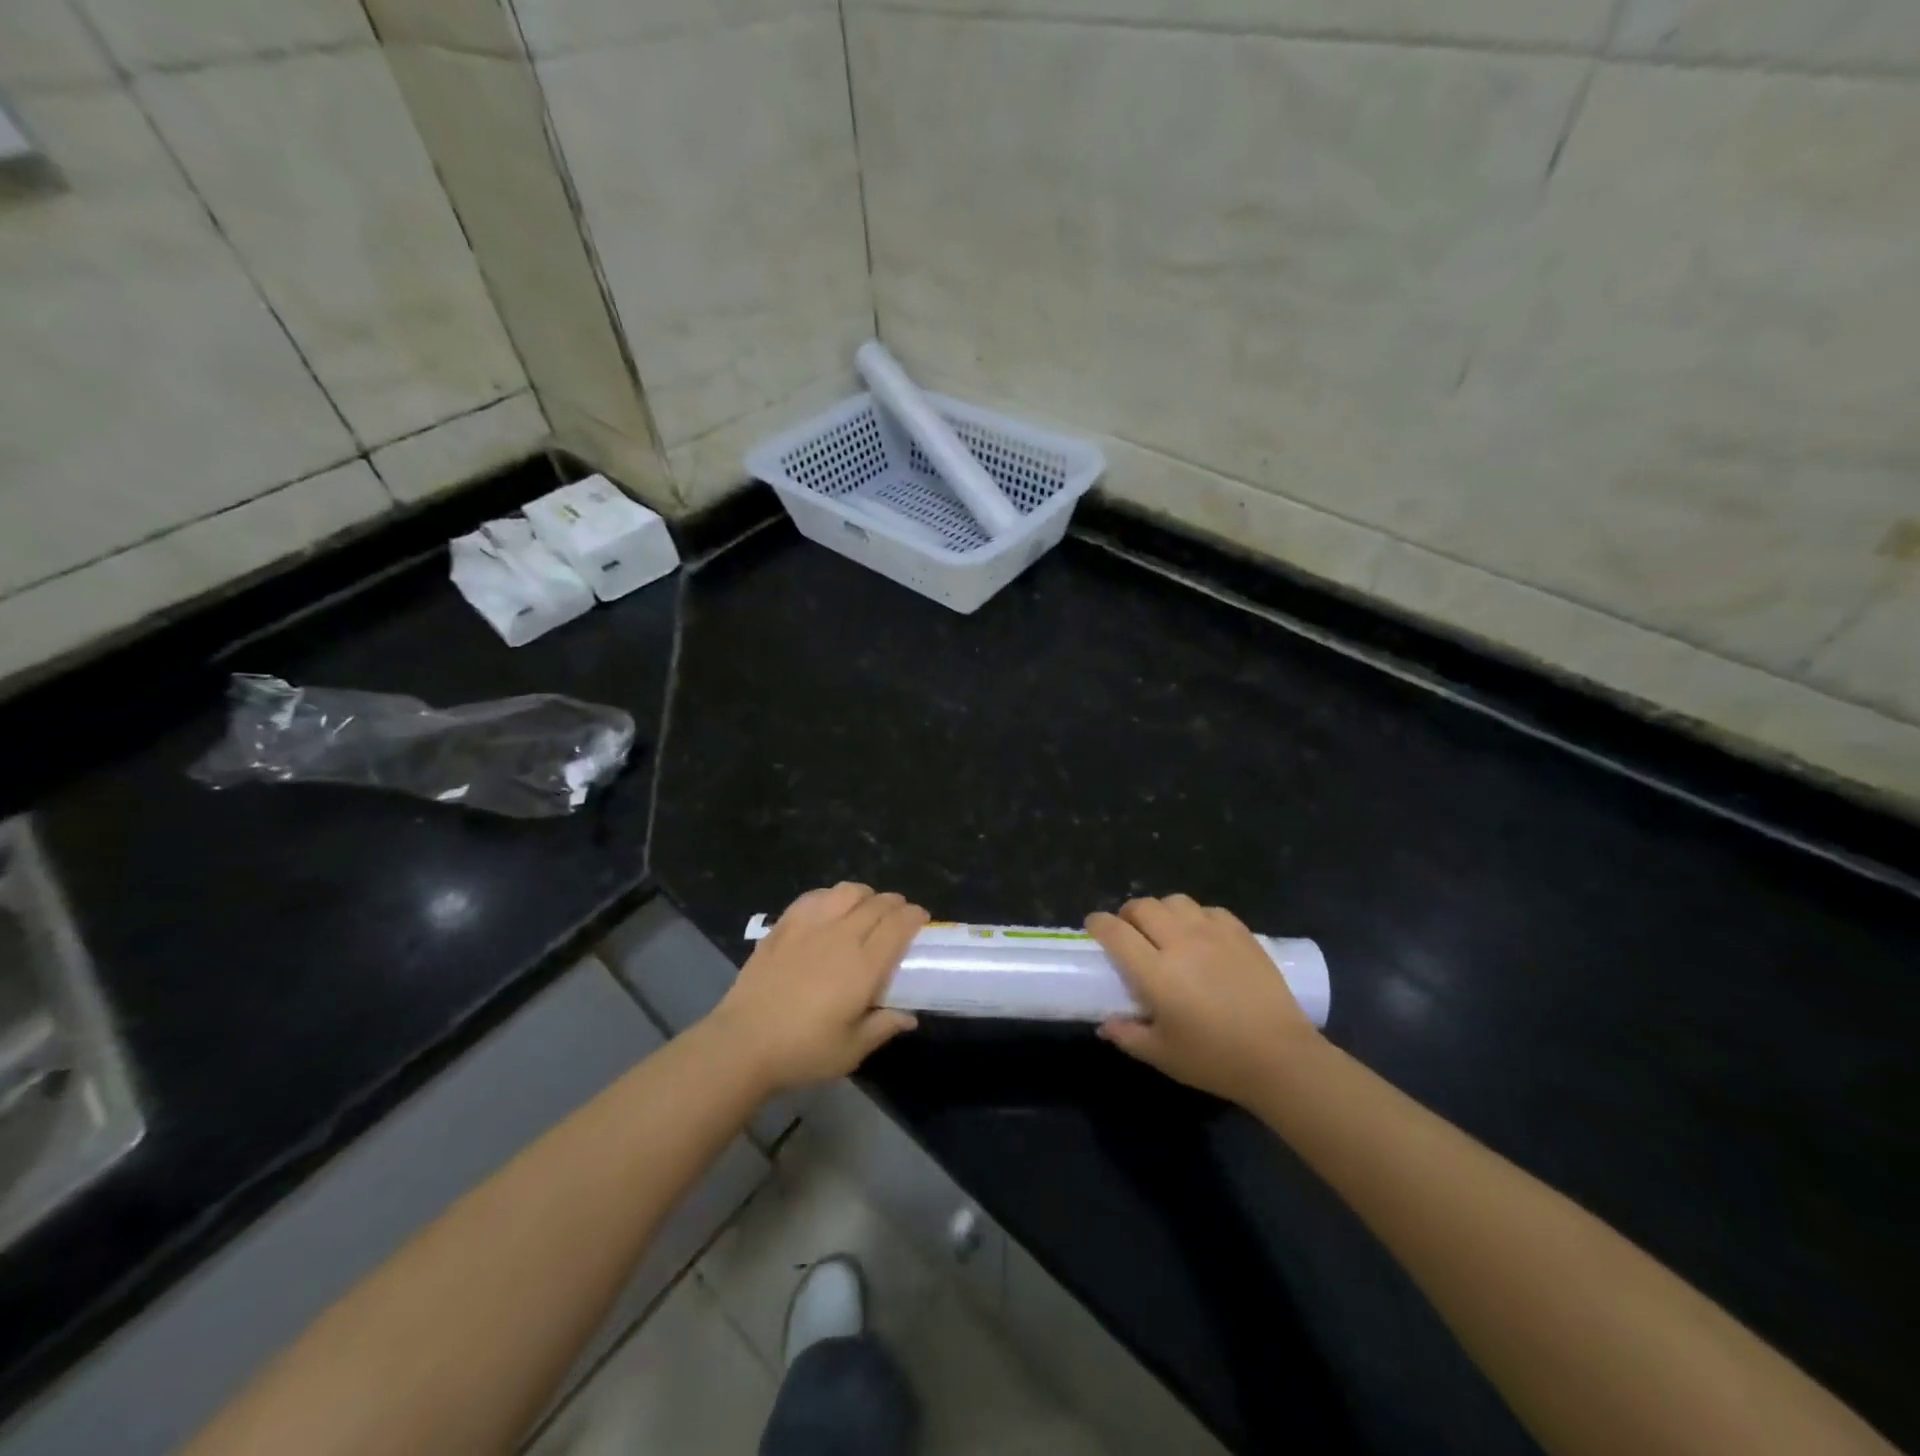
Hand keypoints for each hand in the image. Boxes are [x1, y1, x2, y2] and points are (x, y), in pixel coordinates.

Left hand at [707, 883, 925, 1093]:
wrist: (743, 1043)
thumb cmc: (802, 1051)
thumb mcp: (851, 1050)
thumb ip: (883, 1027)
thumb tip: (909, 1016)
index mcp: (864, 965)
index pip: (898, 925)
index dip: (914, 916)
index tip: (921, 920)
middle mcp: (841, 936)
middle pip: (877, 903)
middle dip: (896, 904)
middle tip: (899, 917)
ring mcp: (810, 926)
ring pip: (847, 891)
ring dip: (865, 895)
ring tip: (866, 908)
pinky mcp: (784, 925)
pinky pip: (815, 897)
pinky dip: (831, 896)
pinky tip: (830, 910)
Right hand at [1088, 894, 1319, 1105]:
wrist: (1281, 1058)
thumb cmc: (1215, 1059)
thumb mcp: (1162, 1055)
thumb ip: (1127, 1035)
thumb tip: (1105, 1025)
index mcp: (1155, 972)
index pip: (1115, 931)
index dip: (1098, 924)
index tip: (1093, 927)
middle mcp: (1180, 942)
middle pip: (1143, 907)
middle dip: (1127, 914)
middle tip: (1129, 932)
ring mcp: (1213, 934)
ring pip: (1175, 901)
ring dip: (1161, 911)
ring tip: (1164, 930)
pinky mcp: (1241, 934)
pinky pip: (1208, 910)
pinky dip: (1195, 916)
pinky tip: (1200, 935)